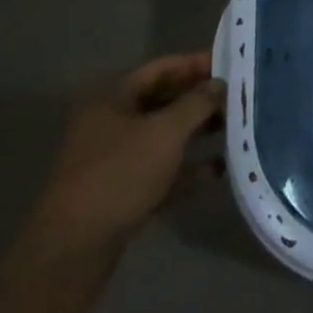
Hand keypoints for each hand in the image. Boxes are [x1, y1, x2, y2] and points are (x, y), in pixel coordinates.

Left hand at [31, 51, 225, 252]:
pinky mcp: (121, 192)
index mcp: (113, 98)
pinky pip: (161, 170)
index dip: (196, 64)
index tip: (231, 65)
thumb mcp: (165, 132)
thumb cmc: (119, 174)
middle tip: (237, 98)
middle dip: (200, 99)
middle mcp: (110, 123)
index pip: (161, 69)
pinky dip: (187, 168)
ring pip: (163, 137)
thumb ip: (196, 104)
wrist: (74, 248)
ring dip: (197, 133)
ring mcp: (114, 160)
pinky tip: (218, 170)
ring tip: (234, 129)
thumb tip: (219, 84)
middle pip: (163, 101)